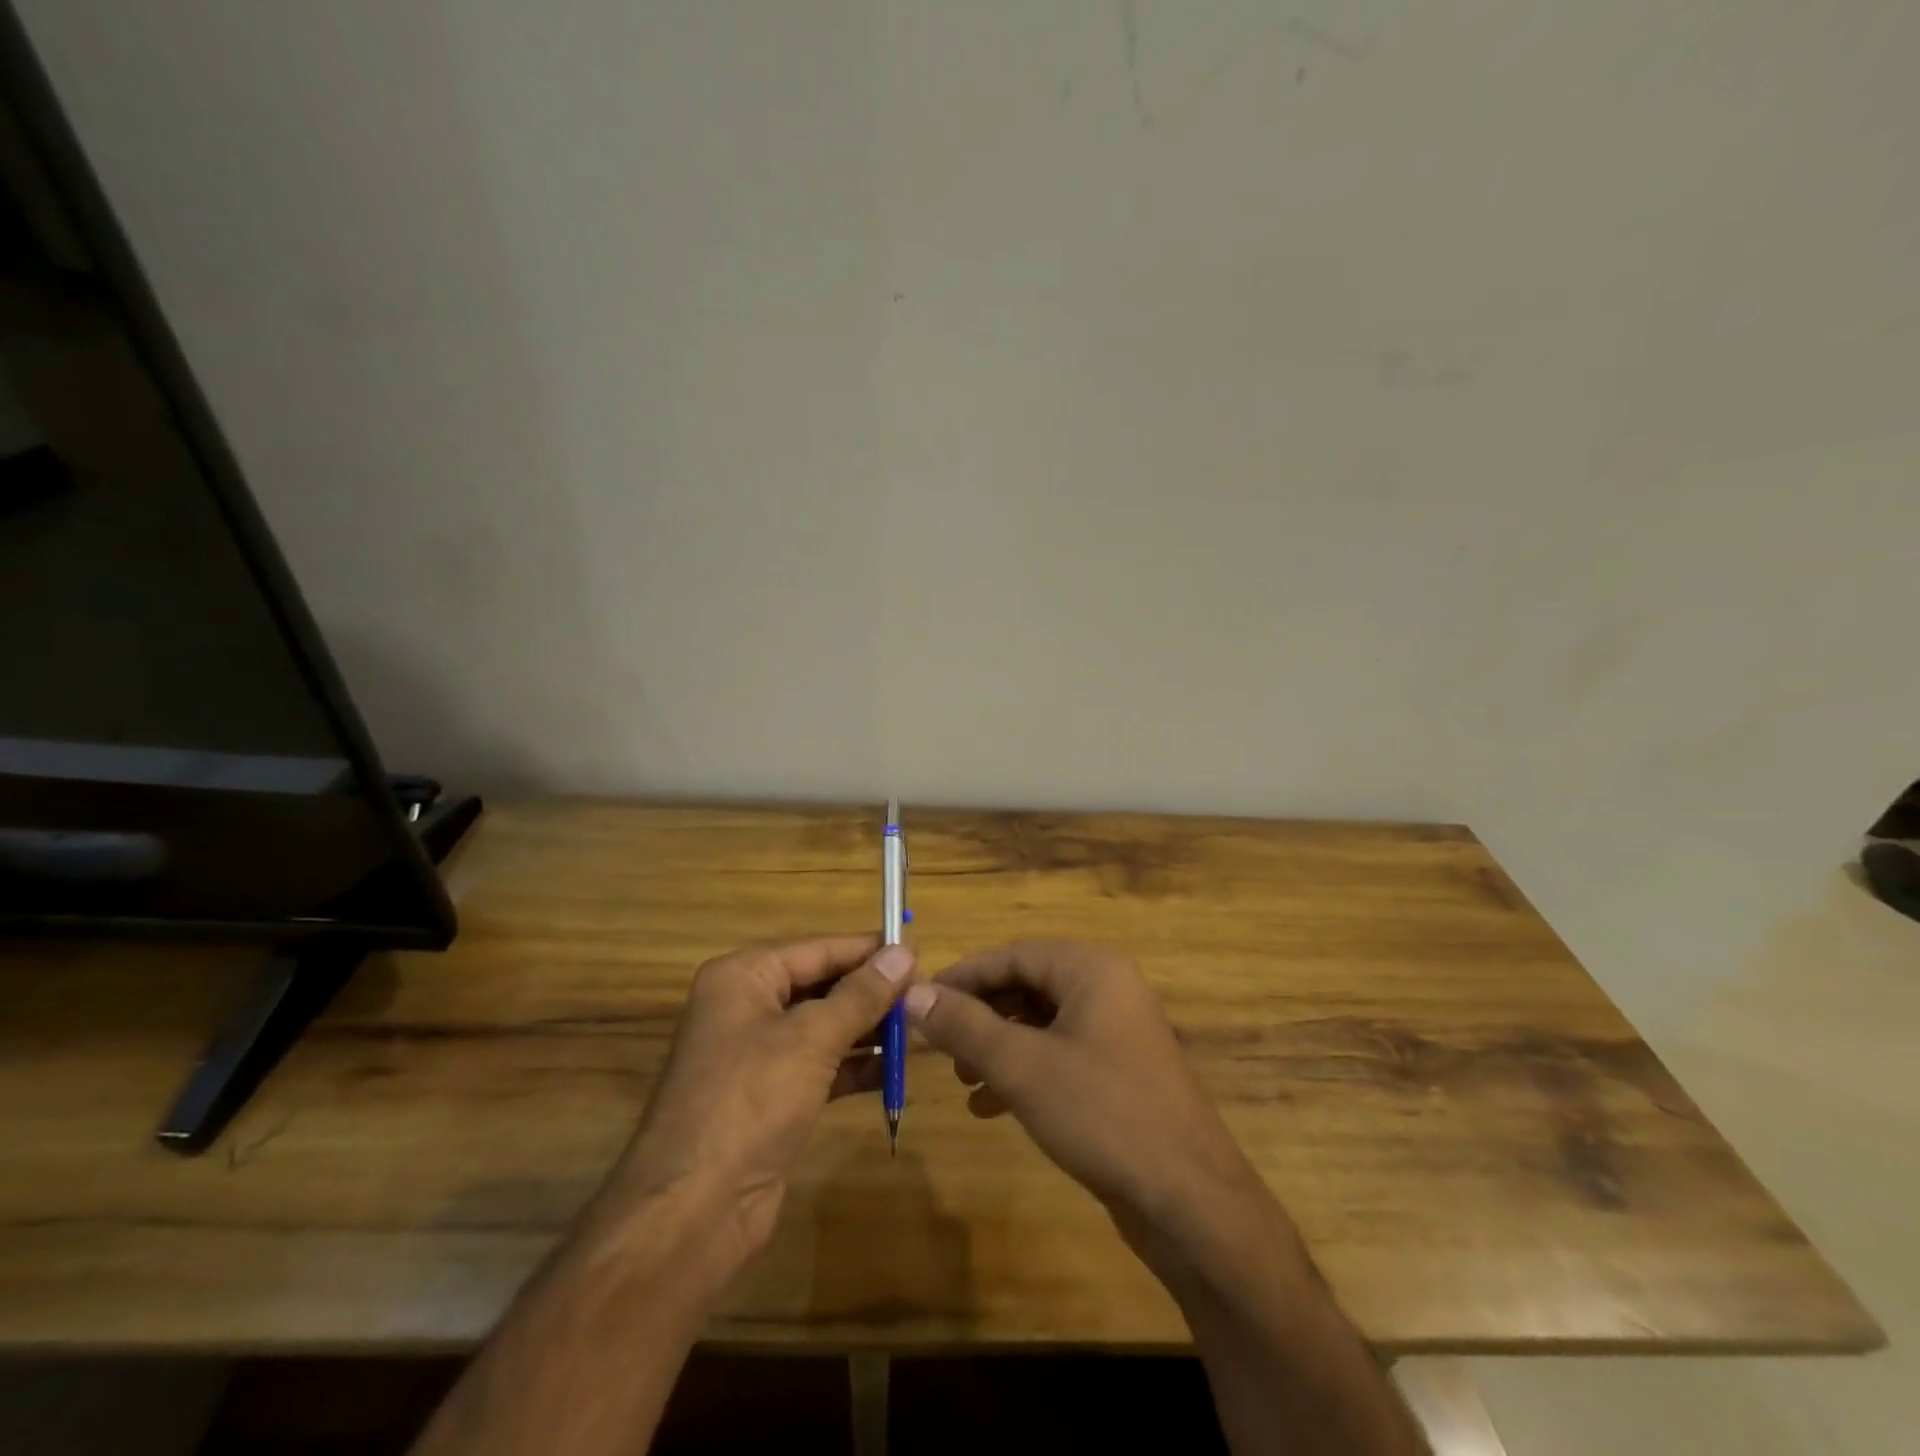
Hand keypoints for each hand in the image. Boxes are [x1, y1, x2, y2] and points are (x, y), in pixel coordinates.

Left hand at [607, 936, 914, 1268]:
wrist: (694, 1210)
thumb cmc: (750, 1101)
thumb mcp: (811, 1038)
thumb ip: (861, 994)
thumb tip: (905, 952)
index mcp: (743, 978)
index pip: (818, 949)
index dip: (868, 950)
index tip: (917, 950)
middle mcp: (747, 1007)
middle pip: (821, 985)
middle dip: (872, 992)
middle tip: (925, 993)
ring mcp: (757, 1055)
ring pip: (824, 1027)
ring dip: (869, 1029)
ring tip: (921, 1028)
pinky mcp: (771, 1097)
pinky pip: (822, 1066)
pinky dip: (855, 1066)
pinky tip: (896, 1069)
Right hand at [905, 940, 1283, 1268]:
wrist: (1189, 1200)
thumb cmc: (1102, 1114)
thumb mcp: (1022, 1066)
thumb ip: (964, 1026)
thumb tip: (913, 993)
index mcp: (1091, 969)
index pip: (1013, 953)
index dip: (964, 975)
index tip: (921, 1001)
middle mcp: (1107, 988)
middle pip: (1027, 985)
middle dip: (980, 1015)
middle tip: (941, 1046)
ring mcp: (1117, 1031)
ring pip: (1041, 1022)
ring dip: (998, 1046)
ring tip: (963, 1079)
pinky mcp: (1119, 1071)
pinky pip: (1060, 1054)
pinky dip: (1024, 1071)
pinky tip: (991, 1106)